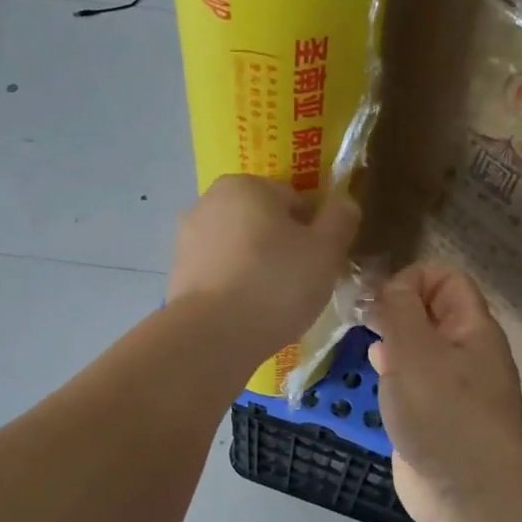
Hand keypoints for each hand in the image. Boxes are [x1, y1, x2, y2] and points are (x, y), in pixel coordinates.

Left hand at [169, 175, 359, 362]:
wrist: (211, 336)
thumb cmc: (276, 284)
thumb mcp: (326, 250)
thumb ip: (341, 218)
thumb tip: (343, 201)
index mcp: (246, 184)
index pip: (295, 201)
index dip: (314, 233)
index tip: (320, 264)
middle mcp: (209, 201)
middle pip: (264, 223)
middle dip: (284, 249)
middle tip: (300, 286)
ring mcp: (187, 238)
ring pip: (241, 250)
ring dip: (259, 269)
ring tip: (273, 305)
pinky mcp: (178, 273)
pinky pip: (221, 275)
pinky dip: (235, 288)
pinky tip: (247, 314)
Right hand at [367, 264, 521, 521]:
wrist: (471, 494)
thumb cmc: (443, 413)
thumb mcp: (414, 350)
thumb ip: (398, 310)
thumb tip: (390, 286)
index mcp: (472, 328)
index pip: (446, 278)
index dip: (411, 279)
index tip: (379, 301)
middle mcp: (466, 352)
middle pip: (431, 311)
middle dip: (395, 309)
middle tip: (362, 321)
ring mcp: (453, 387)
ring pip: (420, 347)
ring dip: (392, 342)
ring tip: (366, 345)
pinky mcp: (437, 417)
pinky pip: (414, 382)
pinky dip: (394, 374)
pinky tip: (378, 380)